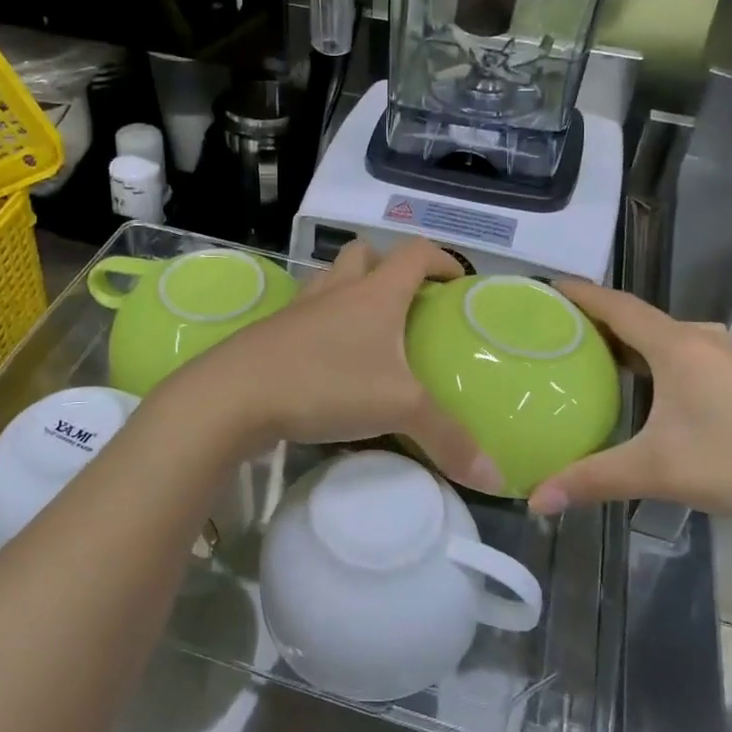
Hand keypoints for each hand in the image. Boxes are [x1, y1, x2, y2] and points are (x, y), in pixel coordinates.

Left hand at [167, 240, 502, 494]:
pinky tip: (327, 360)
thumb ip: (448, 439)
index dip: (440, 258)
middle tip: (405, 301)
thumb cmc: (326, 383)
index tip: (456, 281)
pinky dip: (321, 323)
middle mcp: (336, 290)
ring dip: (349, 290)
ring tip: (366, 327)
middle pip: (363, 253)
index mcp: (374, 294)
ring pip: (329, 280)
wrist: (235, 395)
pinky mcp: (272, 333)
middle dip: (387, 266)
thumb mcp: (398, 409)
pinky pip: (305, 314)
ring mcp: (299, 309)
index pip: (414, 253)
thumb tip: (495, 478)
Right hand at [527, 281, 731, 535]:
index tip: (545, 287)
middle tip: (556, 332)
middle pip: (638, 318)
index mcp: (677, 346)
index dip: (580, 293)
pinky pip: (684, 354)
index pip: (616, 305)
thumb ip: (592, 480)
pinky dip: (654, 359)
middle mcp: (701, 340)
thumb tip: (536, 499)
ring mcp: (728, 358)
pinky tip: (645, 388)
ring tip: (591, 357)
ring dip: (628, 342)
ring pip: (664, 338)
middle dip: (597, 320)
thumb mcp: (659, 472)